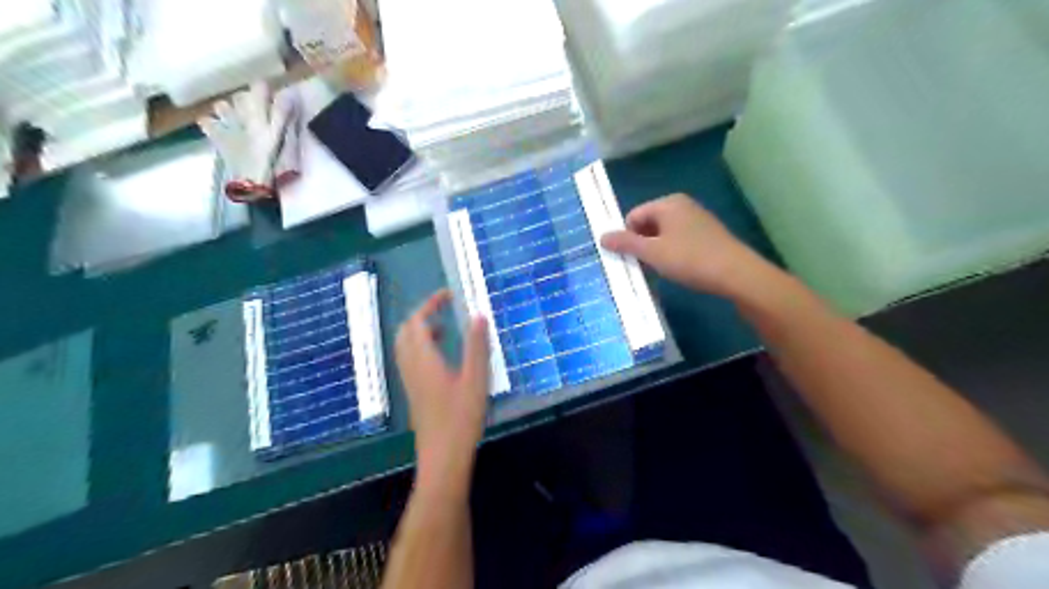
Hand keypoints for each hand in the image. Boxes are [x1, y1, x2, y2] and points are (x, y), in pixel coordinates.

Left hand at [395, 290, 488, 496]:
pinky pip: (410, 360)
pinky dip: (421, 347)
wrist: (442, 459)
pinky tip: (443, 357)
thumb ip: (477, 346)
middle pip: (405, 331)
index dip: (430, 303)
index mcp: (424, 360)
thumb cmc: (461, 419)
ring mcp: (410, 381)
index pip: (417, 321)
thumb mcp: (476, 379)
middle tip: (446, 310)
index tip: (450, 295)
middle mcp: (411, 367)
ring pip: (405, 346)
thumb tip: (478, 314)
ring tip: (446, 329)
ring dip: (420, 331)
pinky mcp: (414, 393)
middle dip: (422, 314)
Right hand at [599, 194, 766, 299]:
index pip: (633, 216)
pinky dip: (673, 252)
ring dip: (657, 250)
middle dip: (642, 243)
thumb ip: (626, 244)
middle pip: (648, 223)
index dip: (628, 237)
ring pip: (664, 233)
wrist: (736, 273)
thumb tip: (601, 237)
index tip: (631, 258)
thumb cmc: (689, 259)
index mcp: (668, 203)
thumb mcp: (652, 253)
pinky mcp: (708, 234)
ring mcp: (697, 219)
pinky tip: (679, 268)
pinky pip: (679, 239)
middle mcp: (682, 205)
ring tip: (662, 269)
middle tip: (644, 265)